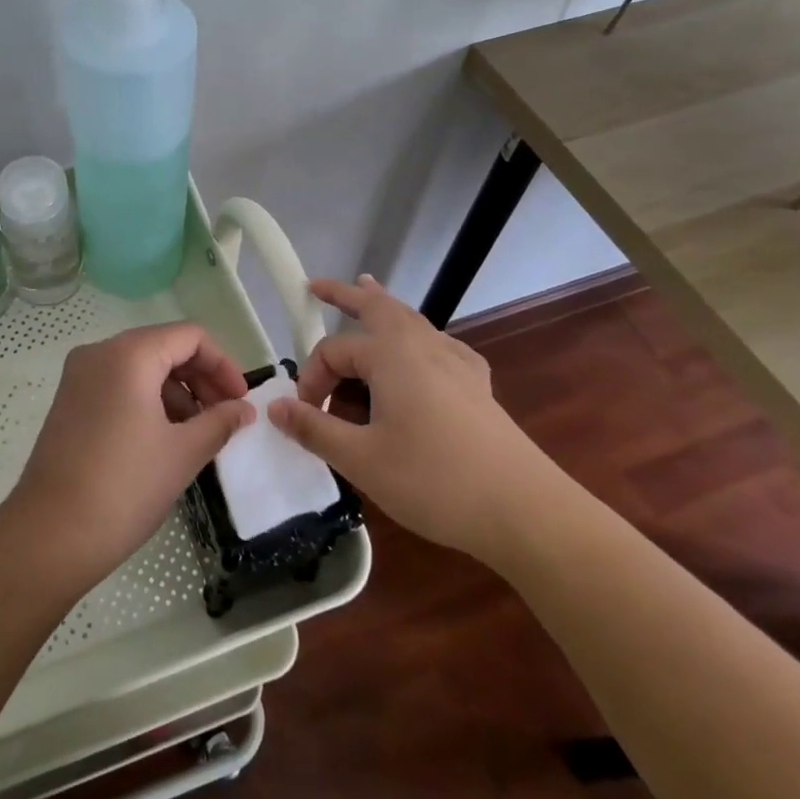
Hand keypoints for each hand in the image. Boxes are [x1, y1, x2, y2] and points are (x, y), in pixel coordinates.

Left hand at [10, 323, 254, 583]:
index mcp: (129, 354)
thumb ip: (219, 421)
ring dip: (176, 391)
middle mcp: (100, 352)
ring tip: (198, 433)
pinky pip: (119, 384)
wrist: (50, 534)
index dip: (222, 364)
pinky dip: (147, 400)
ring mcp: (80, 375)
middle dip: (200, 378)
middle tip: (226, 417)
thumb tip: (244, 409)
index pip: (189, 336)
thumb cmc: (125, 487)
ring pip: (141, 366)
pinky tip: (164, 437)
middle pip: (164, 346)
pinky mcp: (70, 400)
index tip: (240, 401)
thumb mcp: (183, 453)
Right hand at [267, 274, 571, 564]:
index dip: (311, 379)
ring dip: (382, 306)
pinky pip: (439, 344)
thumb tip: (274, 406)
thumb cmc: (435, 481)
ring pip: (411, 320)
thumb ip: (314, 429)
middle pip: (377, 306)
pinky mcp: (477, 385)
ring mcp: (455, 363)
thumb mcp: (362, 460)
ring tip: (366, 288)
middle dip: (345, 294)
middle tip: (317, 286)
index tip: (303, 416)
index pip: (333, 351)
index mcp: (391, 355)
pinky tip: (425, 348)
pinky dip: (420, 336)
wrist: (525, 512)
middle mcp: (422, 345)